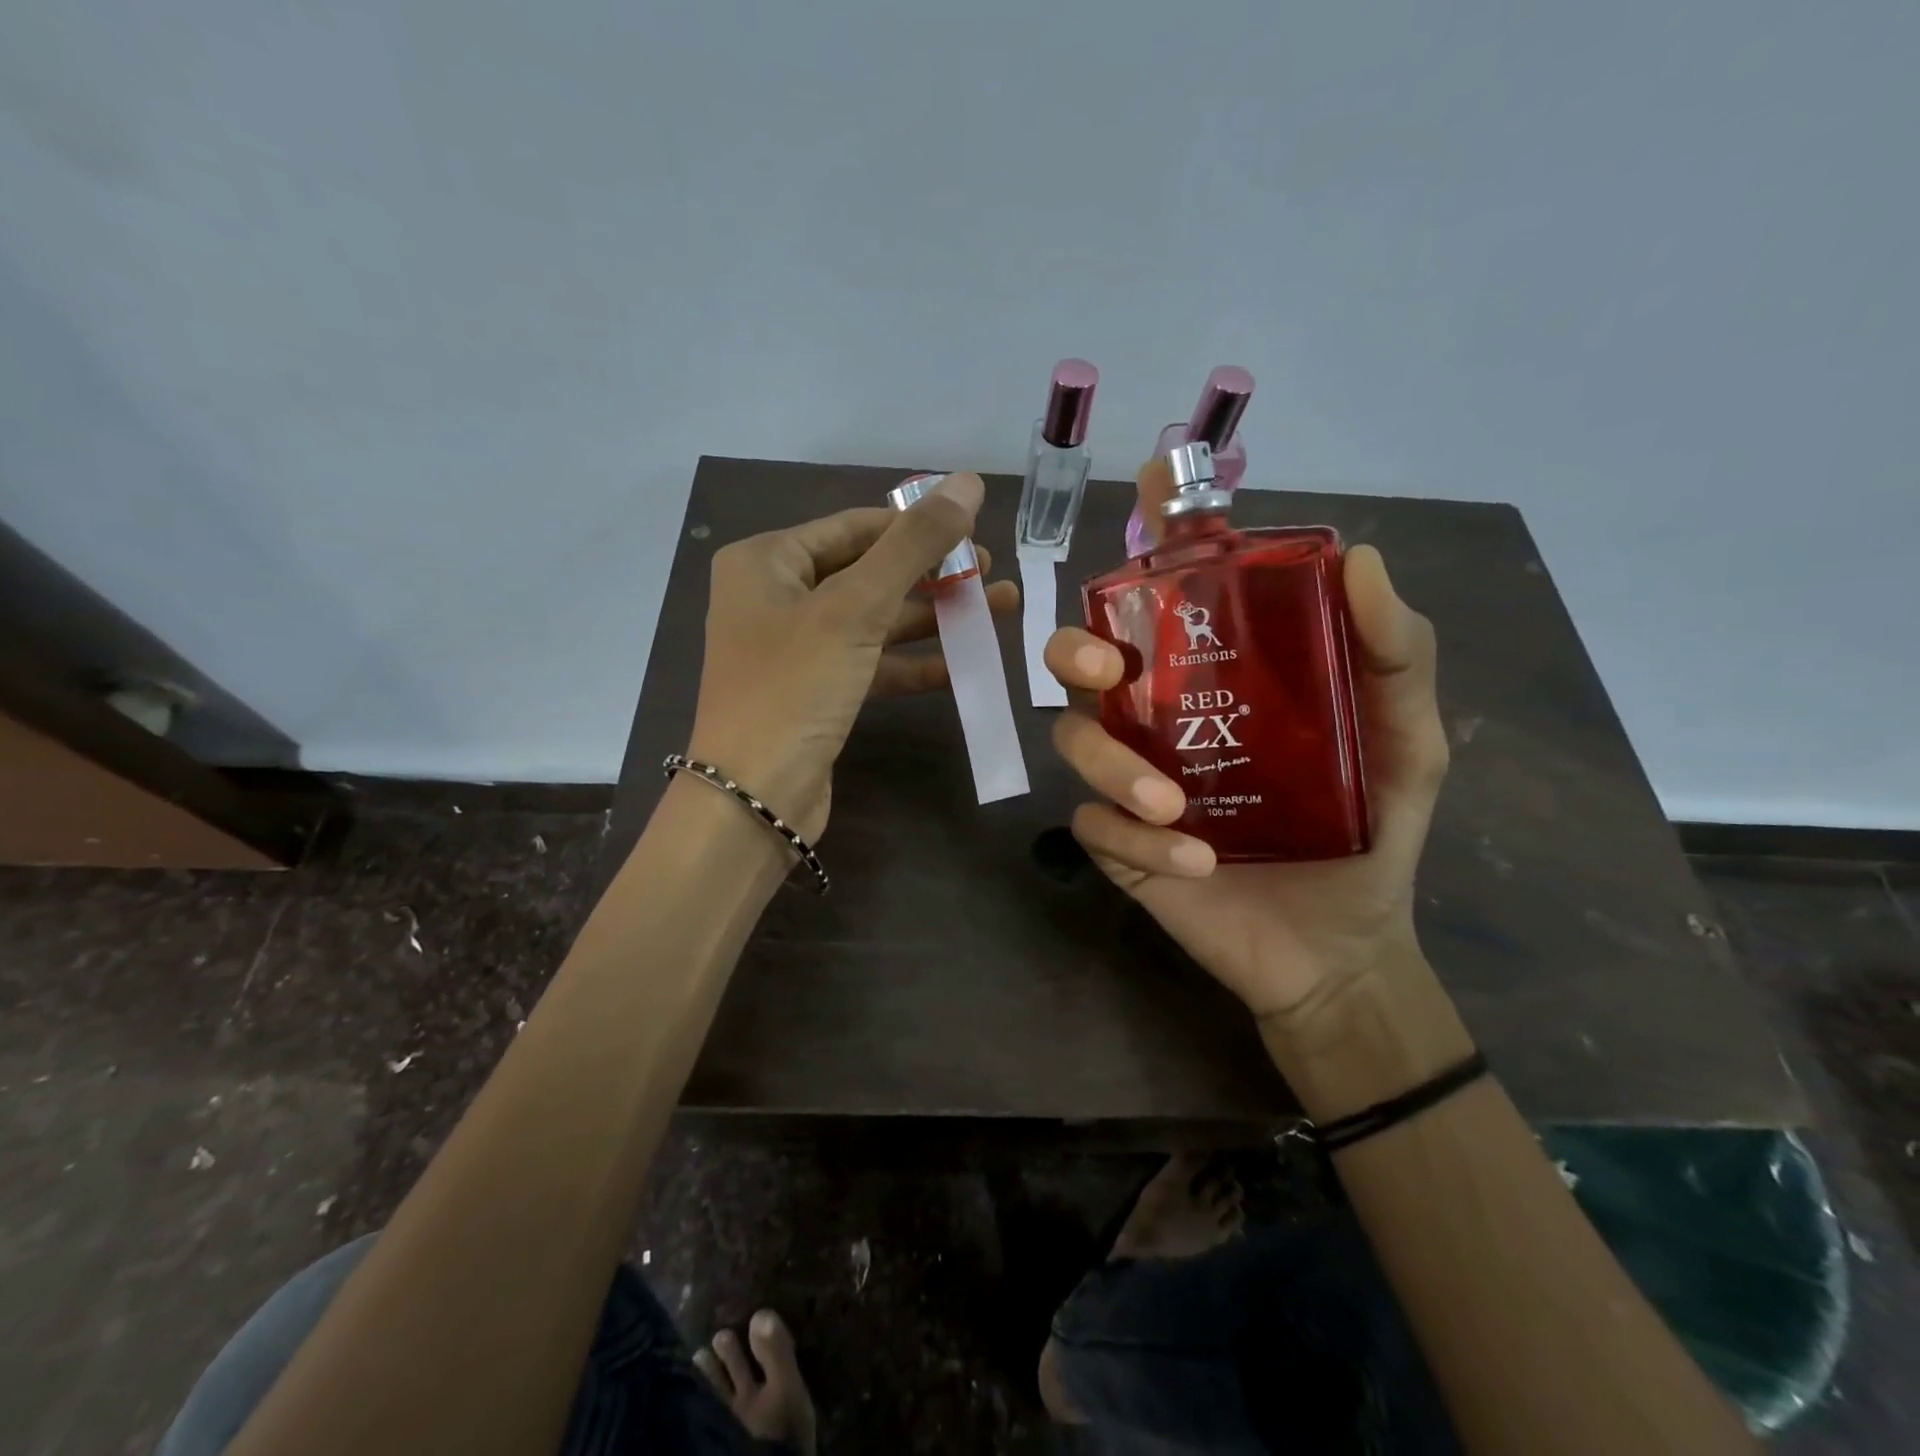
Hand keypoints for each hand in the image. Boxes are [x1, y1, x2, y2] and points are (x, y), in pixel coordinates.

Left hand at [687, 472, 1016, 842]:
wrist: (755, 797)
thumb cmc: (794, 687)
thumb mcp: (856, 608)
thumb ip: (914, 544)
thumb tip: (968, 481)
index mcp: (767, 561)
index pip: (855, 527)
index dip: (916, 526)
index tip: (975, 532)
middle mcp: (776, 598)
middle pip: (868, 571)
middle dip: (932, 573)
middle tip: (990, 574)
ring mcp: (797, 649)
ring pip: (875, 620)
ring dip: (933, 617)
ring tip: (998, 609)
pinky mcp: (817, 692)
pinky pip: (872, 663)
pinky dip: (914, 662)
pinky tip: (964, 663)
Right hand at [1045, 468, 1448, 1032]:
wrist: (1338, 948)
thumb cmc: (1369, 833)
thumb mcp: (1406, 740)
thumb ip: (1397, 656)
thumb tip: (1361, 558)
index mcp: (1218, 680)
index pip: (1165, 599)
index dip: (1147, 544)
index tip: (1147, 502)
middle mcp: (1161, 717)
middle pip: (1083, 663)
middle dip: (1078, 652)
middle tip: (1109, 670)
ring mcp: (1131, 781)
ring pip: (1077, 743)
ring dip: (1116, 766)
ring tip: (1177, 805)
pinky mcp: (1119, 844)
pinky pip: (1094, 824)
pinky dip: (1135, 836)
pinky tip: (1195, 860)